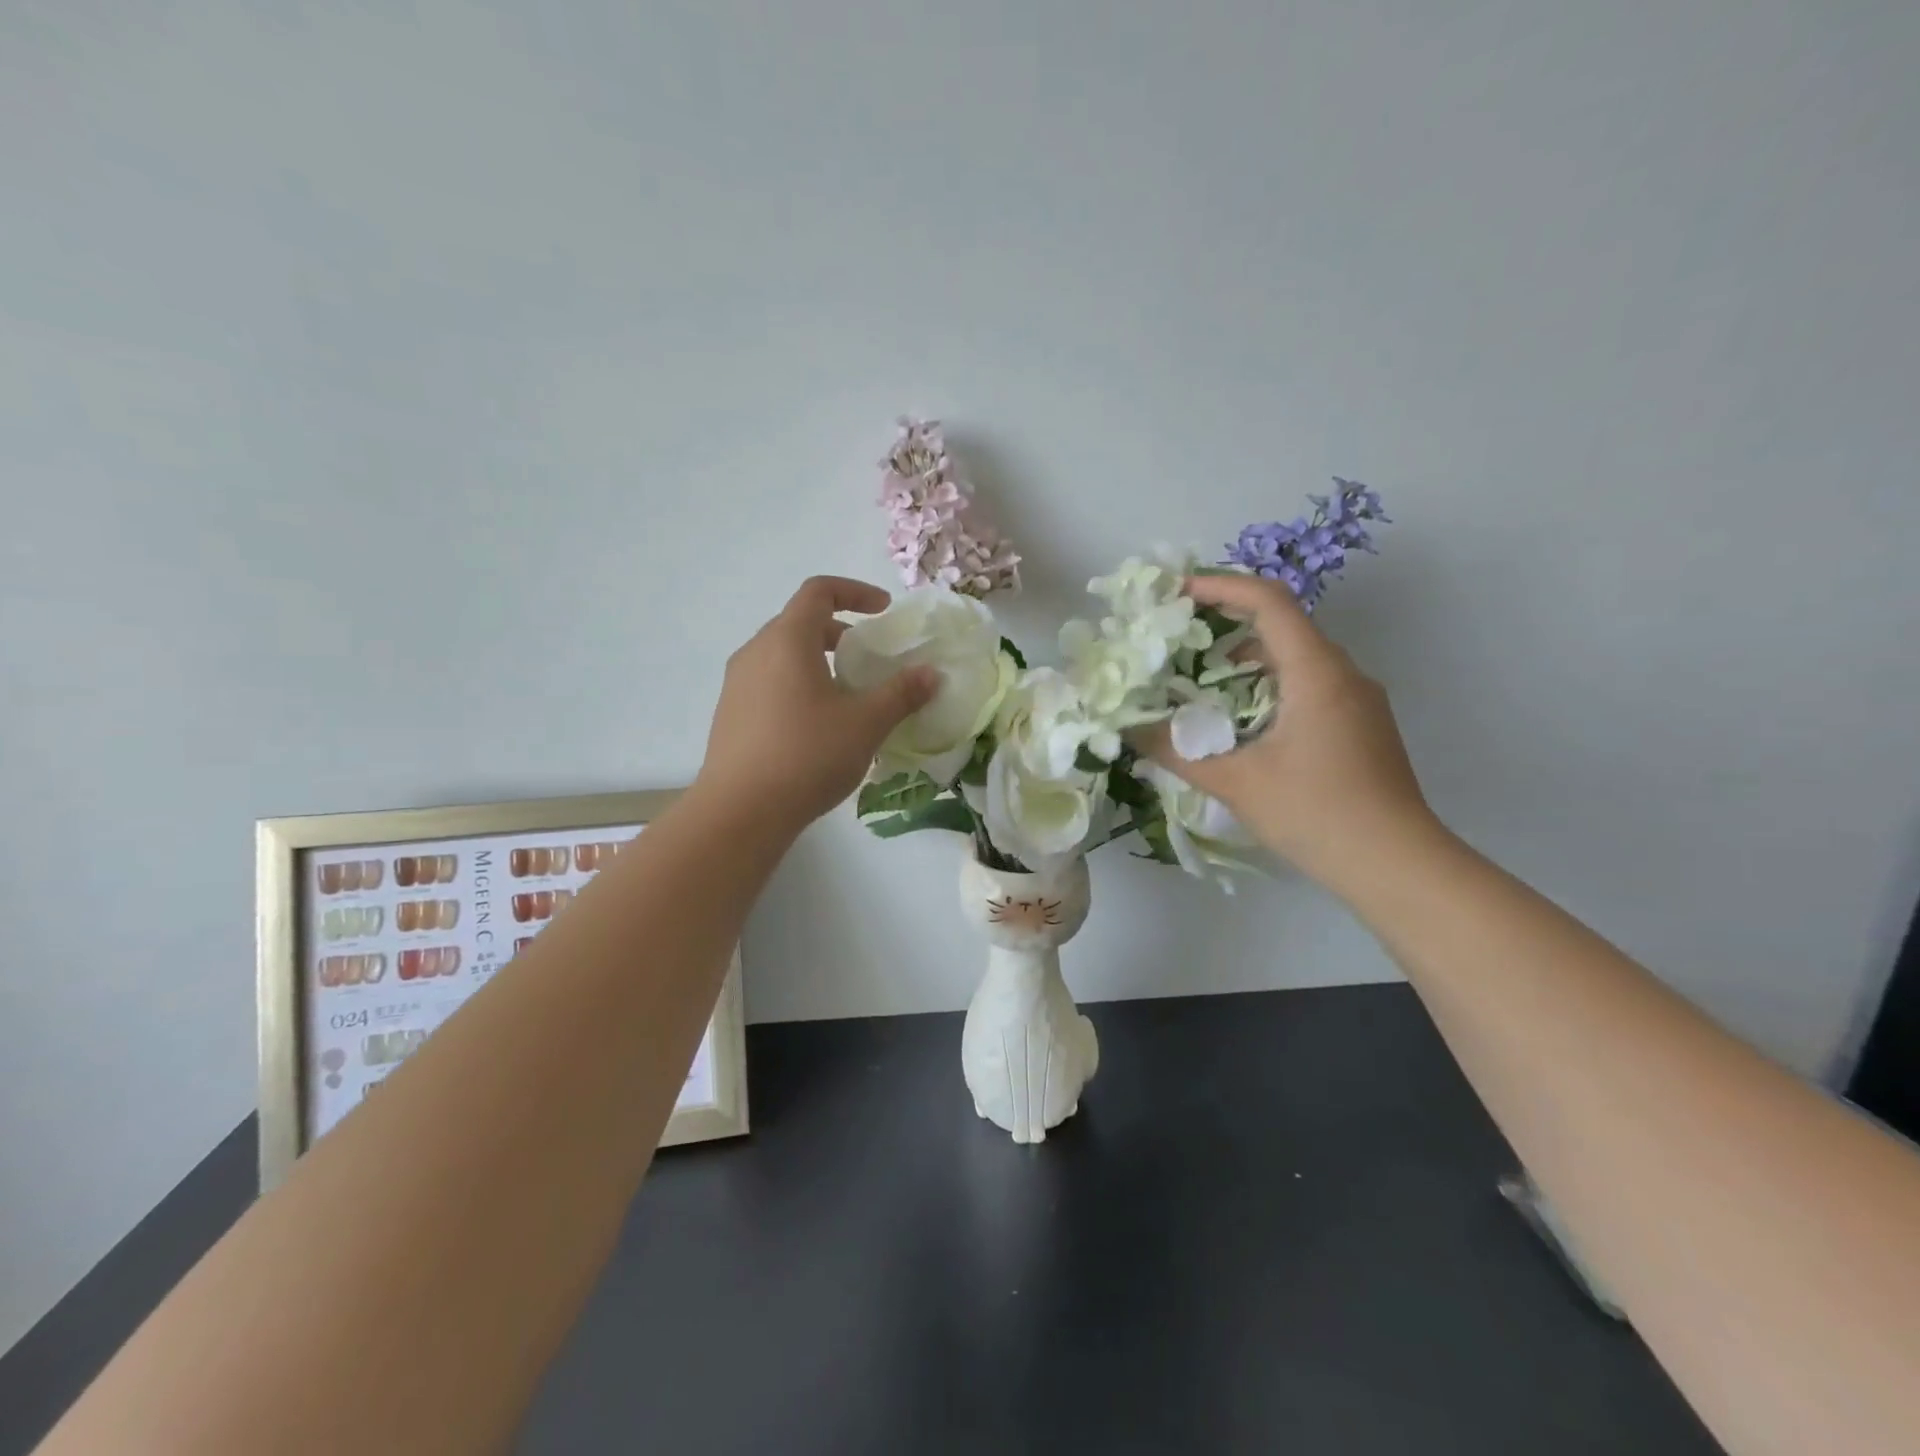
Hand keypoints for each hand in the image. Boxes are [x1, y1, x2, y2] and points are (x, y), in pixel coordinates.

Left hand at [697, 577, 936, 830]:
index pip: (818, 591)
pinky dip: (798, 685)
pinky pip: (769, 682)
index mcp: (787, 640)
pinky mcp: (730, 714)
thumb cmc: (807, 755)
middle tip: (868, 658)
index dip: (855, 591)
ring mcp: (736, 684)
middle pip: (799, 622)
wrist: (740, 812)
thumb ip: (902, 693)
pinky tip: (817, 726)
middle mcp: (755, 652)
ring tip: (846, 694)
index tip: (883, 610)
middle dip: (838, 632)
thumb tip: (931, 674)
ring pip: (782, 655)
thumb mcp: (866, 723)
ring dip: (817, 661)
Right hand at [1145, 573, 1438, 896]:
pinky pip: (1310, 684)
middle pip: (1282, 624)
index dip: (1220, 587)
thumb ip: (1176, 752)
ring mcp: (1358, 699)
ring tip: (1200, 682)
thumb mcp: (1236, 782)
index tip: (1177, 592)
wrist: (1397, 865)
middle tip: (1178, 638)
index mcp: (1316, 672)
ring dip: (1247, 660)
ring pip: (1296, 657)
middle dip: (1226, 623)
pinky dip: (1269, 685)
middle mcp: (1343, 673)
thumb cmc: (1316, 814)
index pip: (1269, 601)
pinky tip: (1241, 720)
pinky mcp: (1362, 724)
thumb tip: (1128, 731)